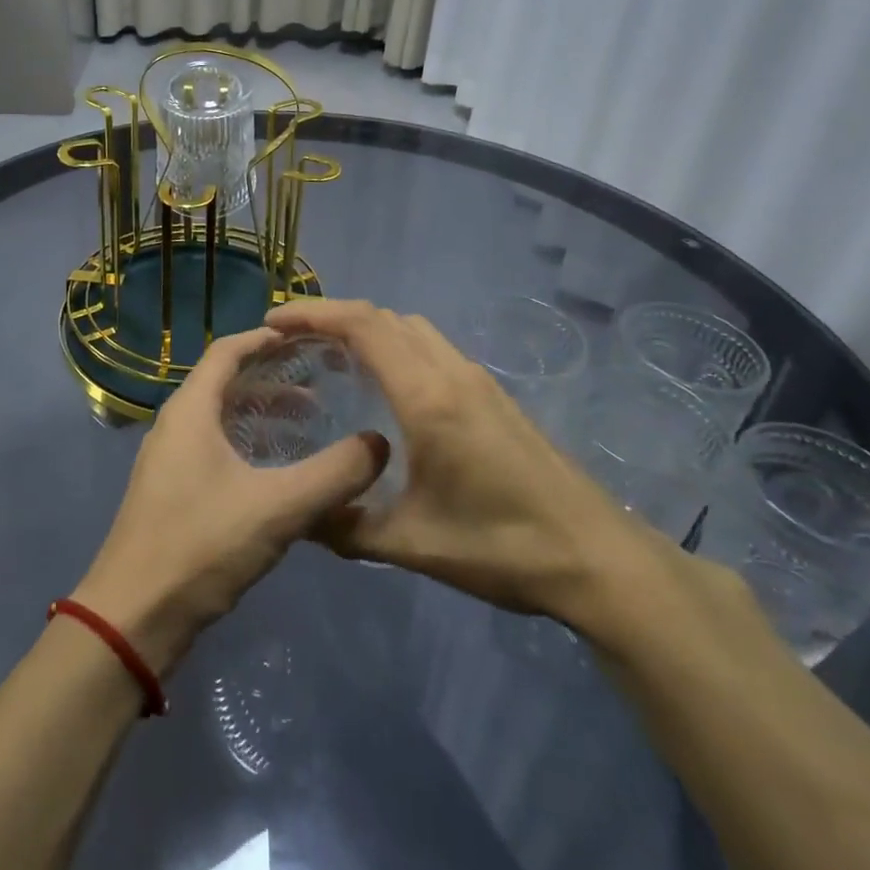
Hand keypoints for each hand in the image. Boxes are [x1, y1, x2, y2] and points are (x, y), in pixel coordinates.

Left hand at [73, 328, 390, 674]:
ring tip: (310, 424)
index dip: (266, 338)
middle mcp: (176, 425)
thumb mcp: (278, 507)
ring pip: (221, 418)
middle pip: (226, 382)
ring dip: (263, 413)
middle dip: (273, 377)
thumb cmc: (201, 545)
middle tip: (321, 382)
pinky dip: (249, 444)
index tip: (308, 338)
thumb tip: (380, 444)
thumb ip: (334, 474)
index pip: (228, 350)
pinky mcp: (172, 492)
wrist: (133, 618)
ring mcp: (170, 460)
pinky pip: (215, 448)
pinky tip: (280, 471)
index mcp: (191, 410)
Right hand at [266, 299, 664, 636]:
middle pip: (384, 318)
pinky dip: (395, 347)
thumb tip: (297, 516)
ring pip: (412, 329)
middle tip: (291, 339)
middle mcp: (451, 372)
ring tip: (330, 358)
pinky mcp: (492, 395)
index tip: (273, 320)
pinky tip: (383, 388)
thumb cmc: (502, 546)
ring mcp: (477, 380)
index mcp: (427, 396)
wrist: (596, 556)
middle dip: (333, 316)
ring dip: (368, 329)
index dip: (314, 313)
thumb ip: (346, 526)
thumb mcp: (412, 544)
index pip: (363, 327)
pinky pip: (432, 348)